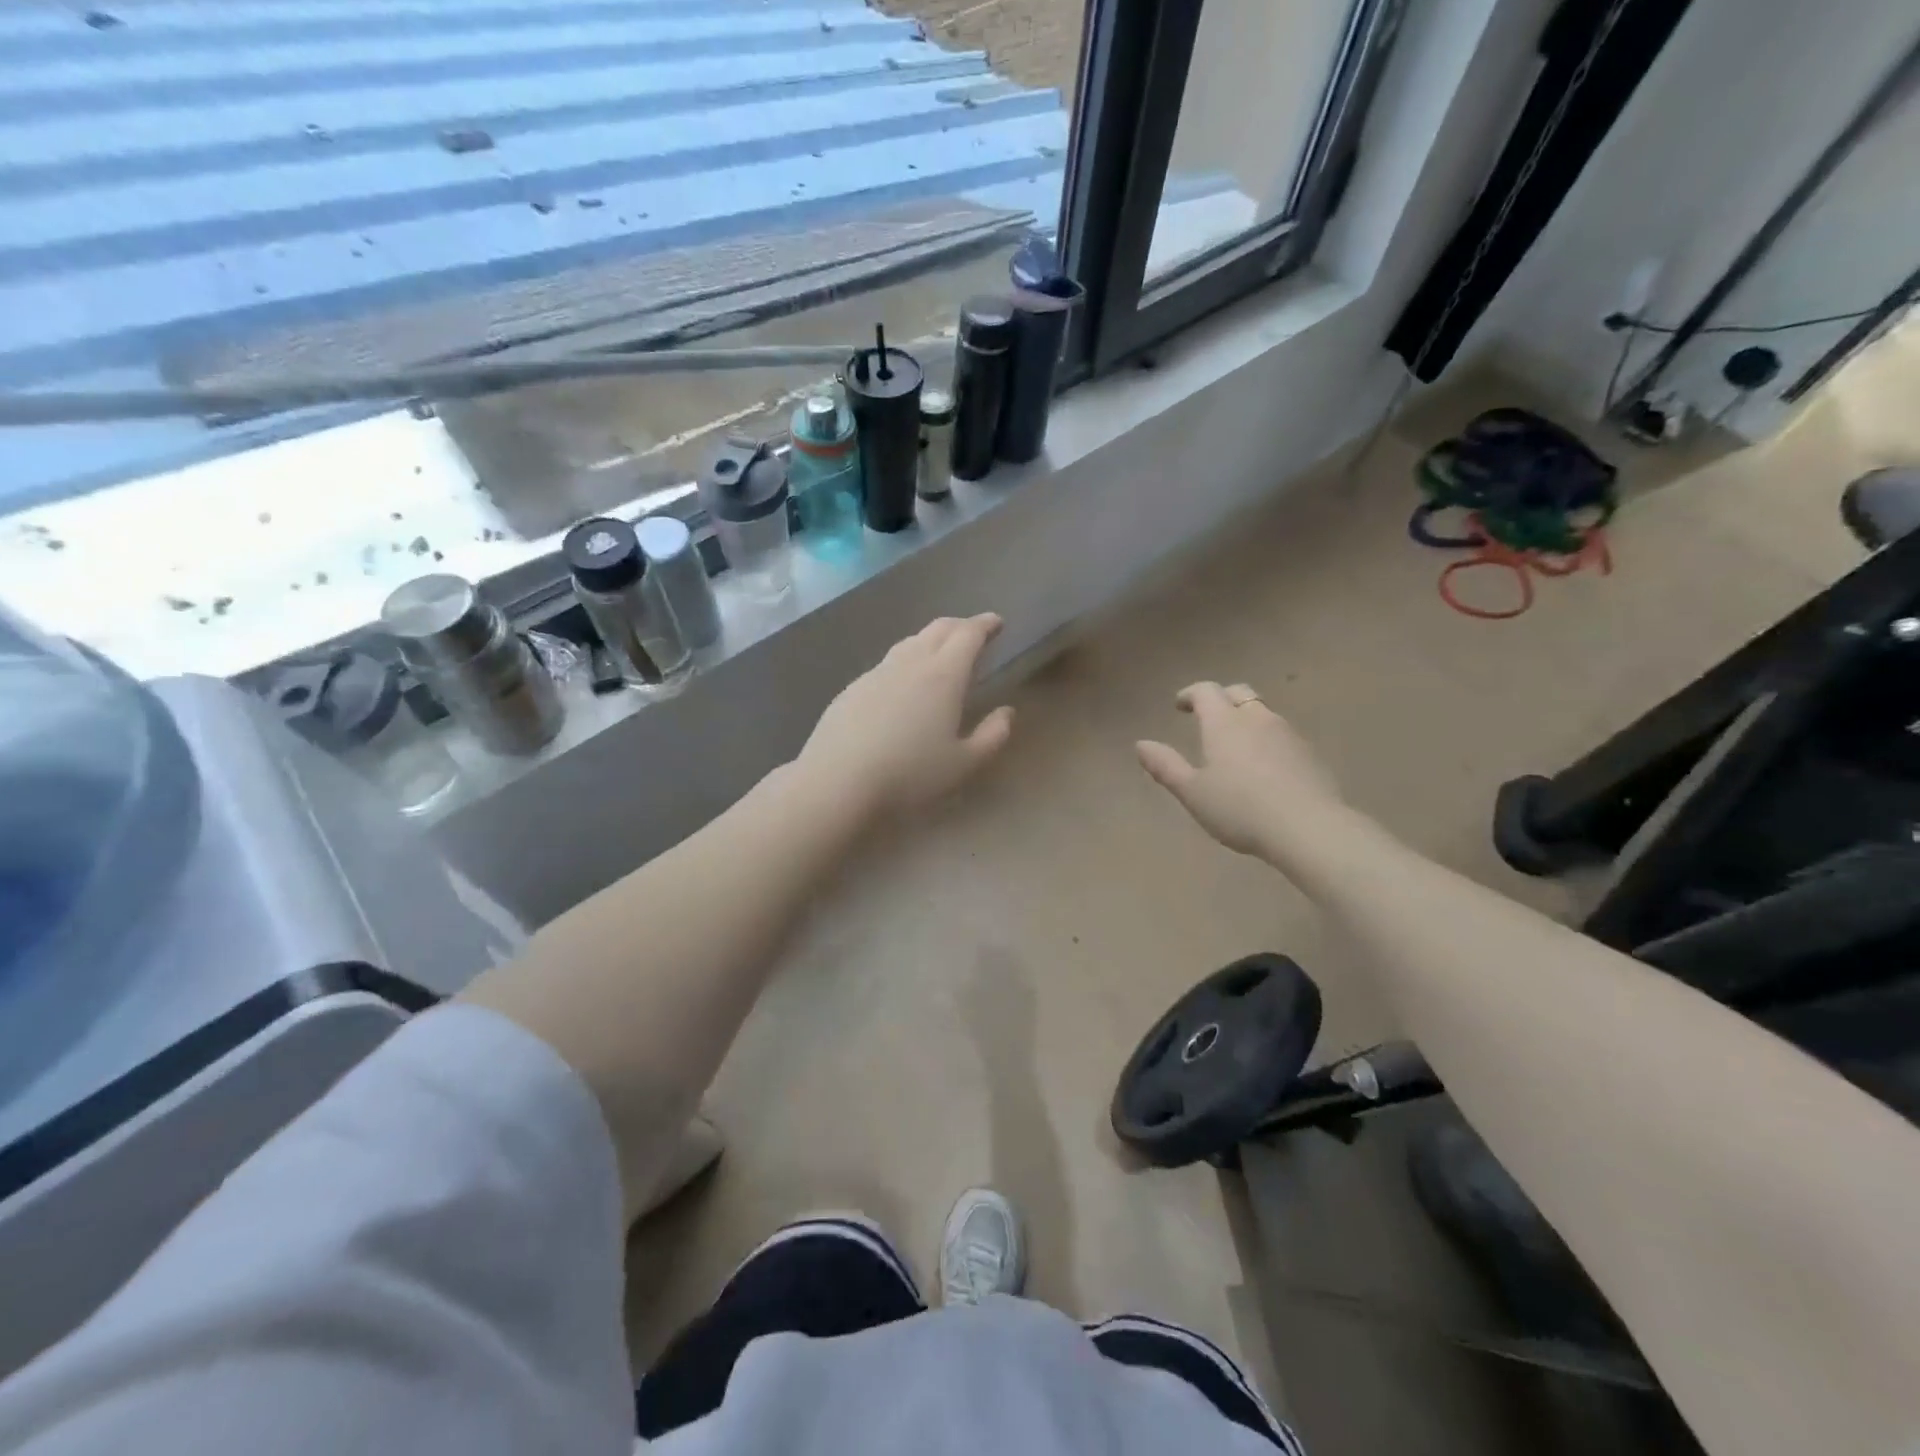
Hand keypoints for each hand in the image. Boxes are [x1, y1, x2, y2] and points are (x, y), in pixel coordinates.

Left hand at [798, 614, 1015, 819]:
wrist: (838, 780)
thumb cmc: (910, 773)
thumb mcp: (964, 763)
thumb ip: (992, 735)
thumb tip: (1007, 712)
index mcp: (944, 675)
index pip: (968, 635)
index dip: (985, 625)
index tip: (996, 622)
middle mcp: (910, 663)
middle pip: (938, 629)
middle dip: (960, 626)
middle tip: (974, 634)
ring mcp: (877, 673)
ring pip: (909, 643)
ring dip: (930, 640)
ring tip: (940, 654)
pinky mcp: (853, 688)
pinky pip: (887, 664)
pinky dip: (905, 661)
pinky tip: (902, 685)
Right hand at [1136, 682, 1343, 857]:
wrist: (1308, 828)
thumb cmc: (1239, 809)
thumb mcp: (1192, 792)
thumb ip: (1165, 766)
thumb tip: (1140, 744)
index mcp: (1224, 723)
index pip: (1205, 691)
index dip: (1190, 694)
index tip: (1180, 705)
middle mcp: (1256, 718)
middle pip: (1238, 692)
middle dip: (1220, 698)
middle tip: (1207, 715)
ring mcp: (1288, 733)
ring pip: (1263, 713)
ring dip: (1246, 718)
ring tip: (1235, 743)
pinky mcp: (1309, 753)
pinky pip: (1282, 735)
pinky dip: (1267, 739)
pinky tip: (1264, 765)